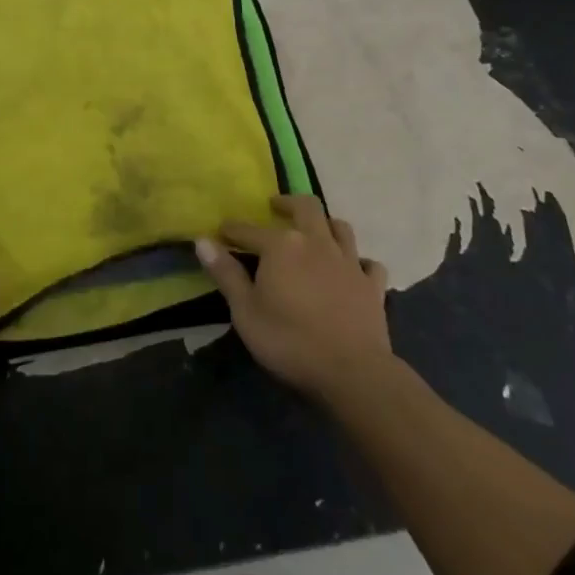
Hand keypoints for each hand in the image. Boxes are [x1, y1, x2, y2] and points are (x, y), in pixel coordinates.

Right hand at [196, 195, 390, 398]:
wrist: (352, 371)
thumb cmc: (290, 341)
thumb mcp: (246, 312)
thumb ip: (226, 274)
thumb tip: (202, 240)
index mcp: (281, 246)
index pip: (249, 230)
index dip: (233, 230)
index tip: (221, 231)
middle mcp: (316, 242)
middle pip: (305, 207)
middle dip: (287, 203)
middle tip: (276, 206)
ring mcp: (348, 261)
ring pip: (340, 227)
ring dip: (326, 224)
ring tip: (316, 229)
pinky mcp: (372, 286)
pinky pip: (369, 264)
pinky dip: (360, 262)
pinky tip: (355, 269)